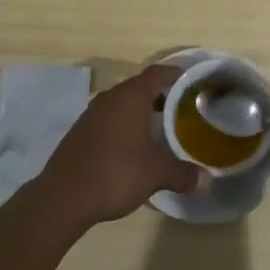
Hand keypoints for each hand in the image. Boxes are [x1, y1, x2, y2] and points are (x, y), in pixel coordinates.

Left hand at [31, 64, 200, 230]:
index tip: (192, 83)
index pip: (158, 73)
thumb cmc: (116, 173)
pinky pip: (108, 119)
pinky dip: (123, 125)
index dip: (176, 74)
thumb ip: (182, 173)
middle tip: (180, 109)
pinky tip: (131, 147)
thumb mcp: (156, 174)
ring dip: (140, 111)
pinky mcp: (80, 131)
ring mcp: (91, 113)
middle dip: (160, 95)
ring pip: (122, 103)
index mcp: (131, 96)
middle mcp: (110, 97)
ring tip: (158, 129)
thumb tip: (205, 179)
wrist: (64, 196)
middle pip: (140, 86)